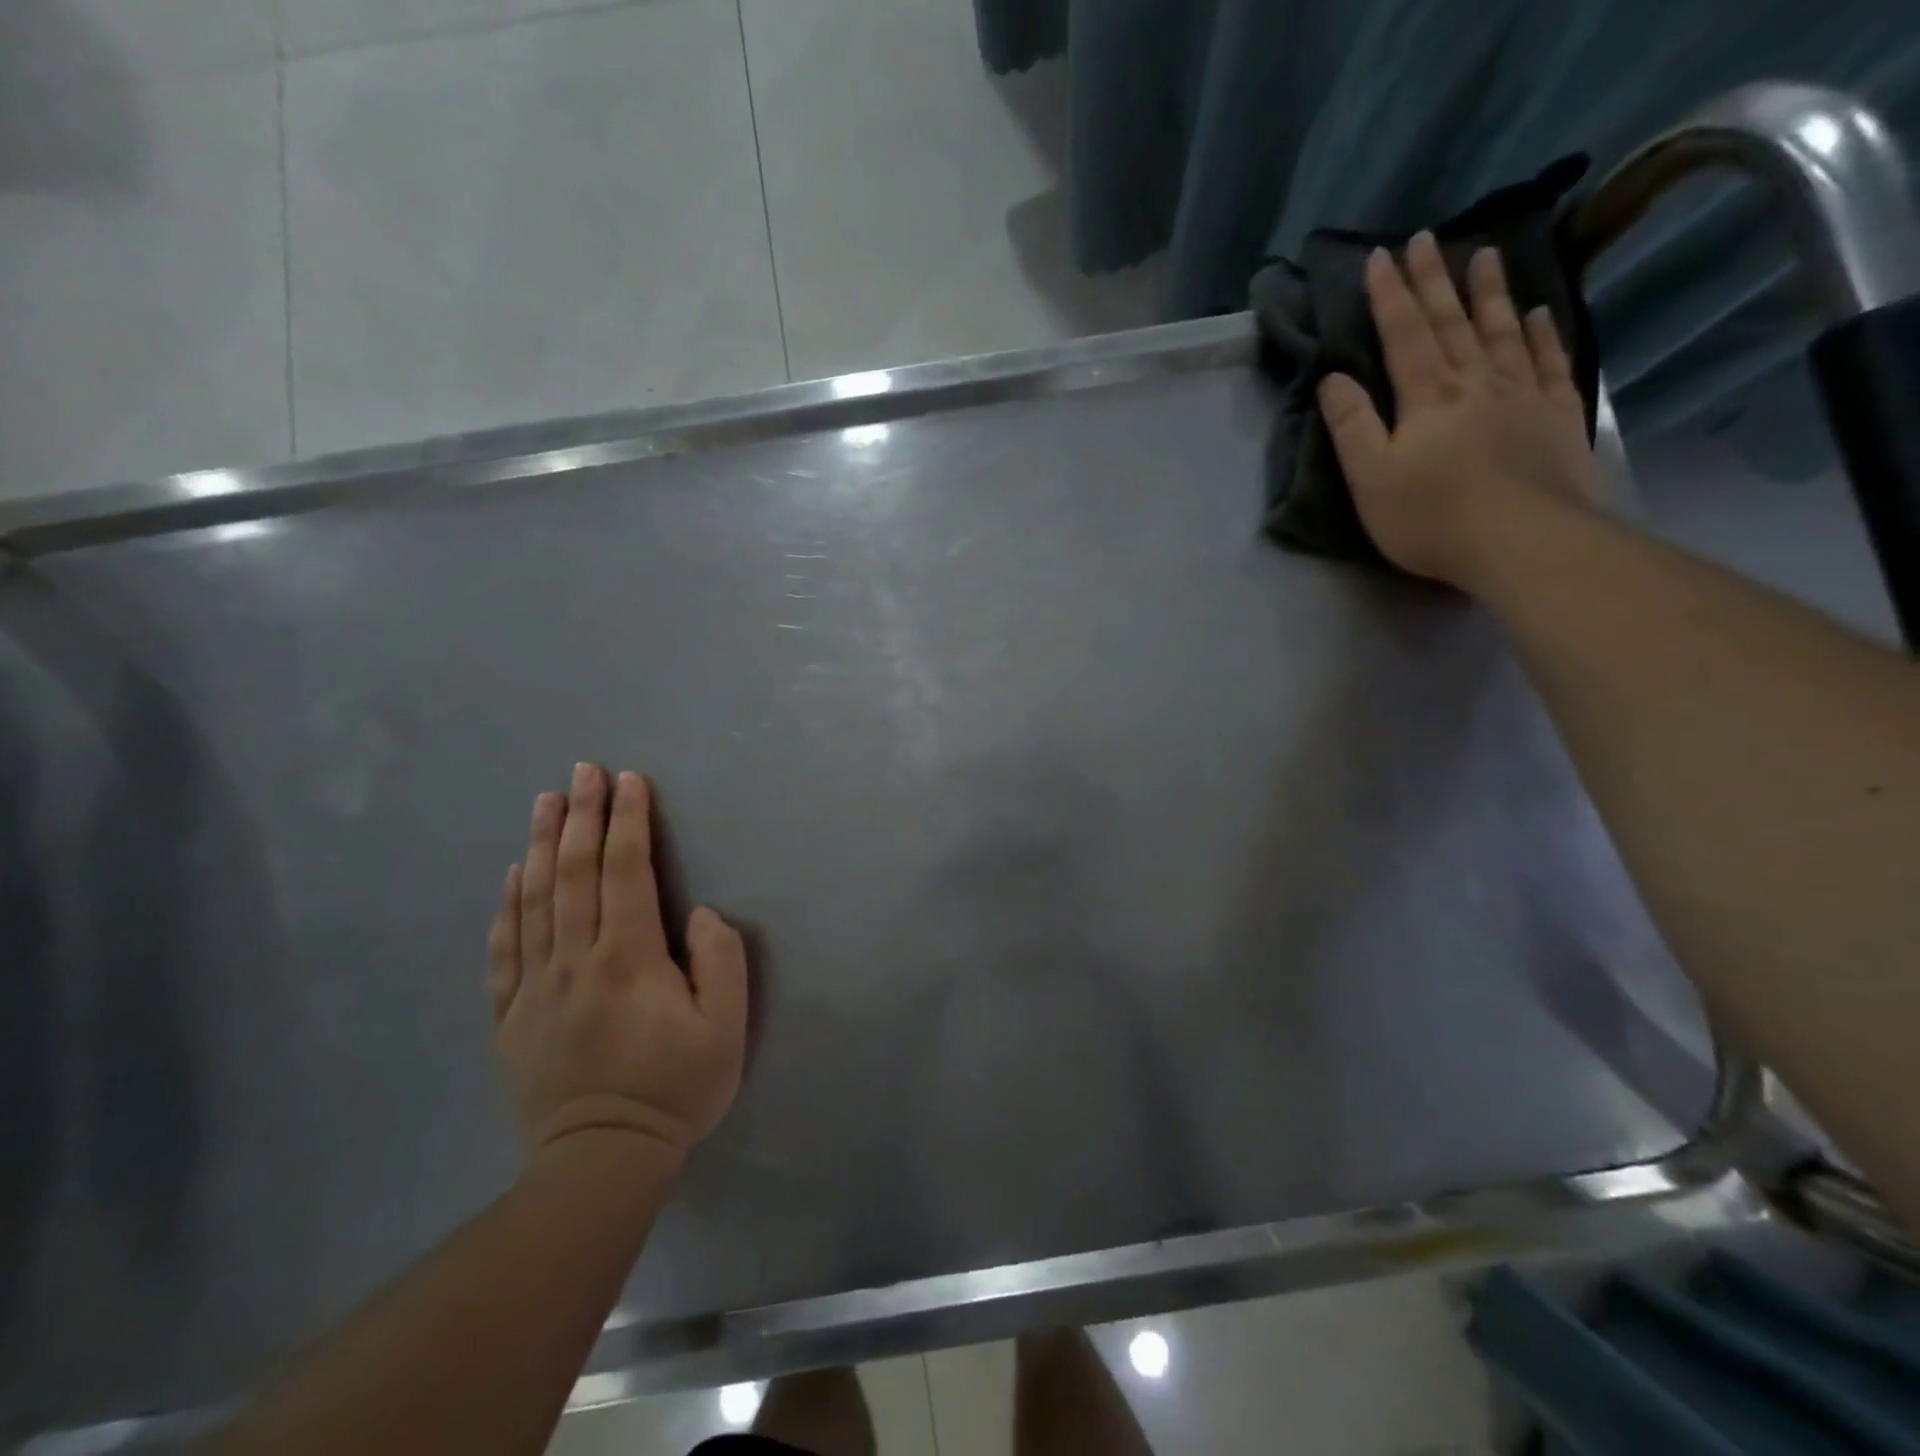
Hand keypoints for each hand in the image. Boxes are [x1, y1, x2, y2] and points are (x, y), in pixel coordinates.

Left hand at [487, 765, 747, 1163]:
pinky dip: (508, 905)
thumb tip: (699, 914)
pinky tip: (513, 874)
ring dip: (543, 845)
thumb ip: (720, 961)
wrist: (601, 1163)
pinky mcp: (512, 1016)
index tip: (628, 781)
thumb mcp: (726, 1028)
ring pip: (535, 900)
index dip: (629, 821)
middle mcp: (576, 960)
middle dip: (583, 816)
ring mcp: (536, 987)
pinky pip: (504, 949)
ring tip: (545, 802)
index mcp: (629, 958)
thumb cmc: (676, 1089)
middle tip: (583, 771)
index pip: (627, 872)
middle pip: (577, 874)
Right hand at [1317, 231, 1601, 588]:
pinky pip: (1549, 361)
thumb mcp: (1370, 478)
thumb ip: (1352, 425)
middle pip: (1452, 322)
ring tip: (1485, 255)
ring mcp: (1522, 394)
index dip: (1390, 295)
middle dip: (1434, 280)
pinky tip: (1536, 314)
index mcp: (1427, 397)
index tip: (1380, 256)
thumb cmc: (1431, 516)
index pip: (1404, 334)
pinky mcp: (1556, 415)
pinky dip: (1539, 333)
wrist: (1521, 540)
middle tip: (1427, 238)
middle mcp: (1476, 382)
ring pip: (1502, 331)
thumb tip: (1334, 376)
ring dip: (1489, 293)